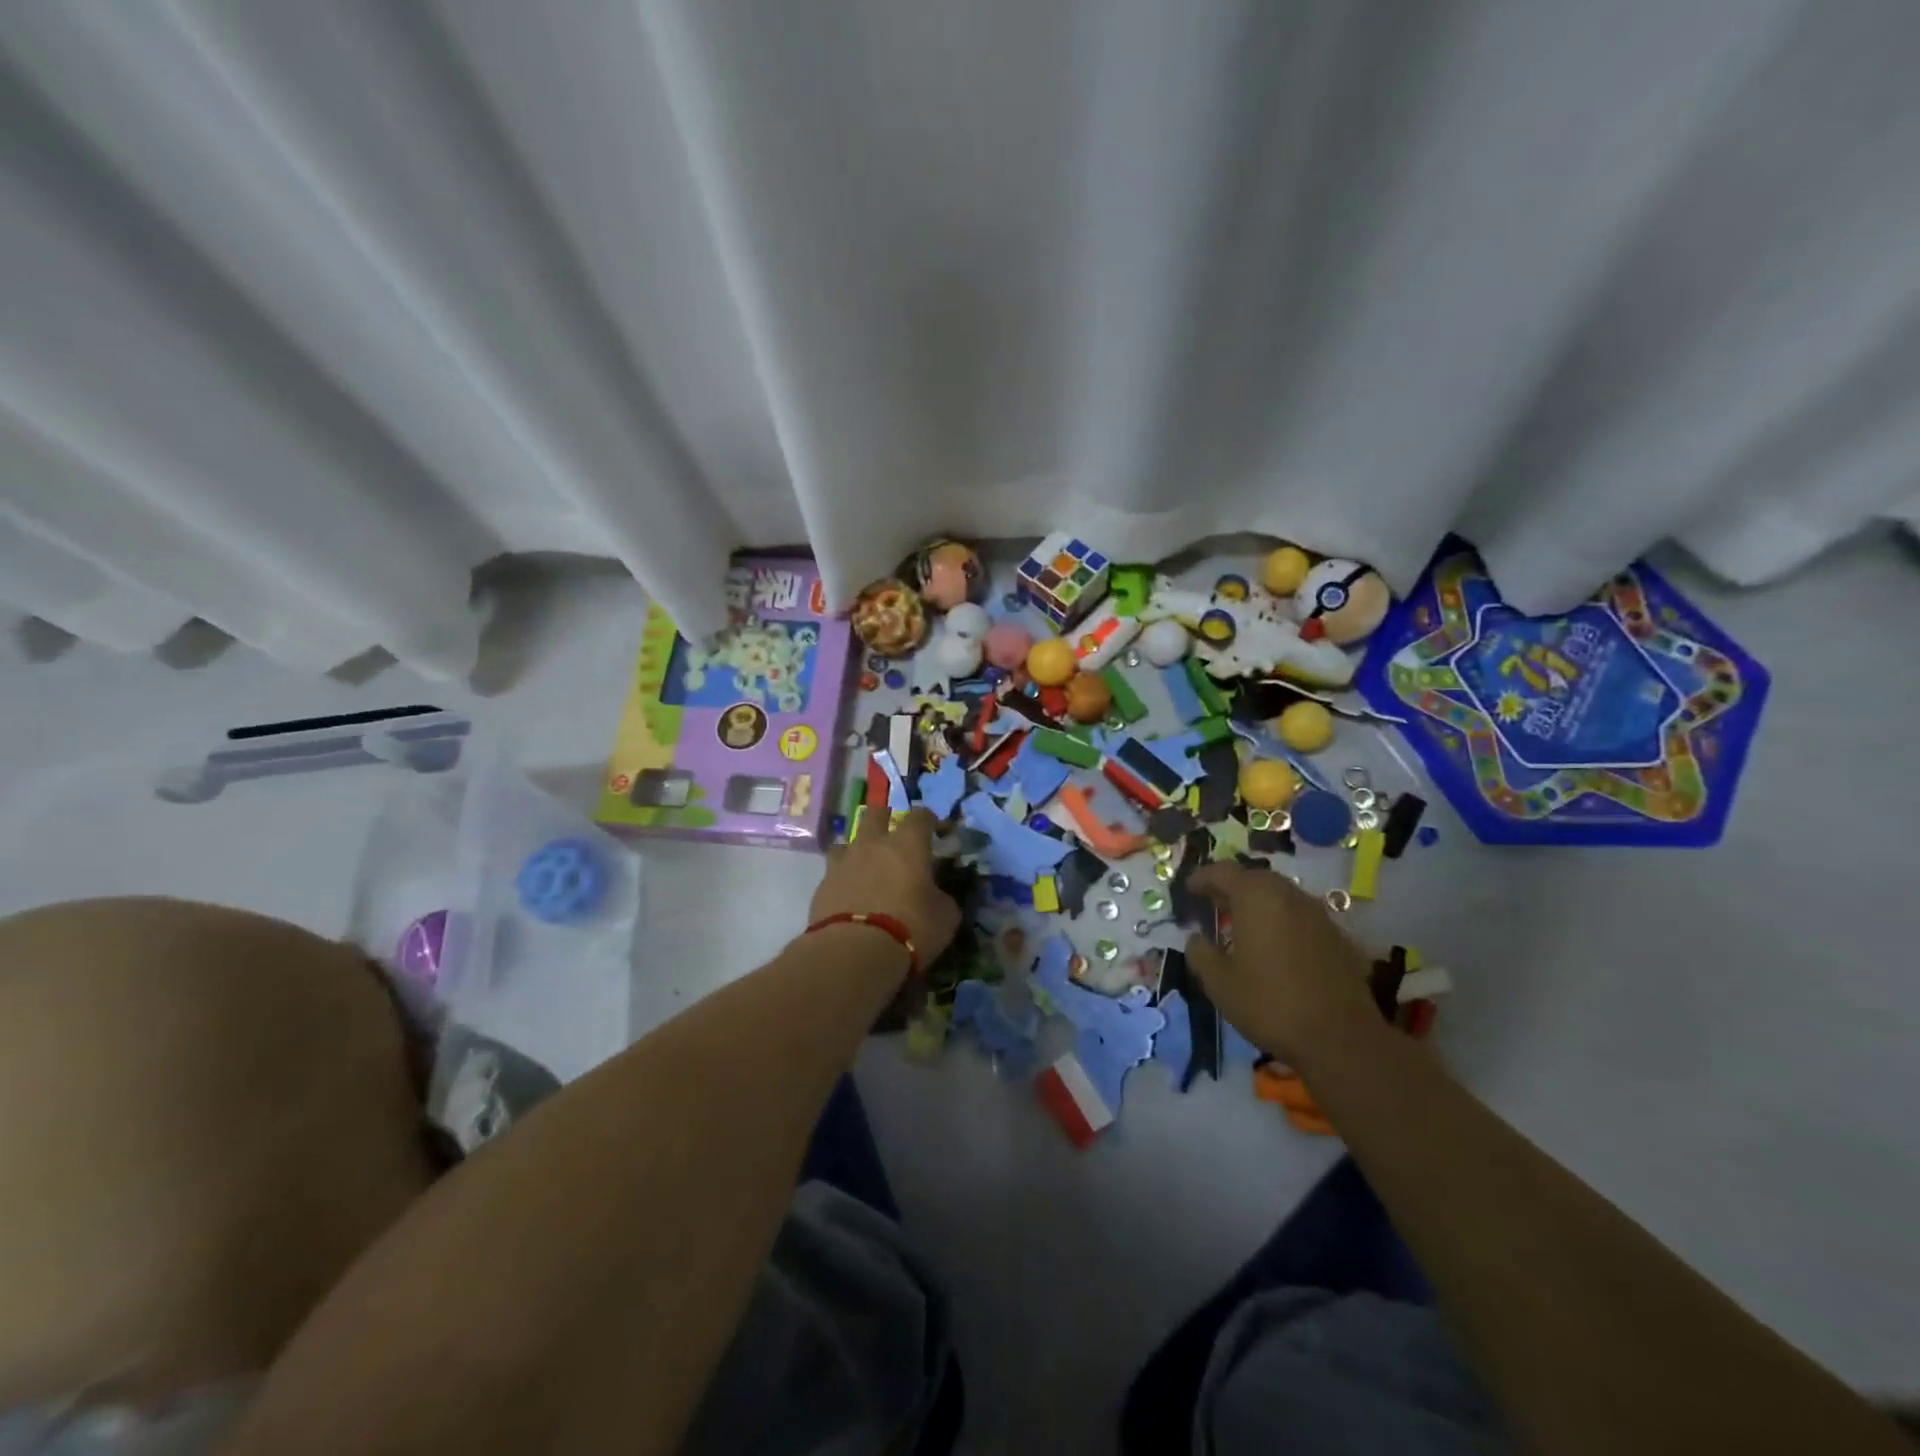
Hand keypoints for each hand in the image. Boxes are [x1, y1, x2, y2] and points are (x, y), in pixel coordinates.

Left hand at [809, 808, 960, 967]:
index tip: (936, 831)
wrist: (854, 952)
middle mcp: (873, 844)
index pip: (920, 816)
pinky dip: (845, 878)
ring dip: (860, 848)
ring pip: (849, 840)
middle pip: (876, 813)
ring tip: (868, 867)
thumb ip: (942, 897)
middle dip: (886, 818)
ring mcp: (843, 862)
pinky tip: (851, 894)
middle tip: (895, 837)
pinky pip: (835, 871)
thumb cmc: (910, 928)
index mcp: (908, 844)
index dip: (930, 820)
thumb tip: (937, 895)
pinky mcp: (822, 885)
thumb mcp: (945, 917)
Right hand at [1183, 862, 1383, 1067]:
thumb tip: (1196, 938)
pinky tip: (1276, 948)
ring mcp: (1319, 915)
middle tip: (1214, 904)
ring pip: (1281, 897)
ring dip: (1258, 904)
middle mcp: (1289, 896)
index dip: (1202, 878)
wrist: (1341, 1039)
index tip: (1188, 889)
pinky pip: (1301, 918)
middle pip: (1255, 879)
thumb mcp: (1219, 983)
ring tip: (1242, 925)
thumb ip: (1201, 953)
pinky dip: (1282, 922)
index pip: (1223, 872)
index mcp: (1256, 897)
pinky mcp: (1338, 938)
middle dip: (1231, 888)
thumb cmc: (1270, 1004)